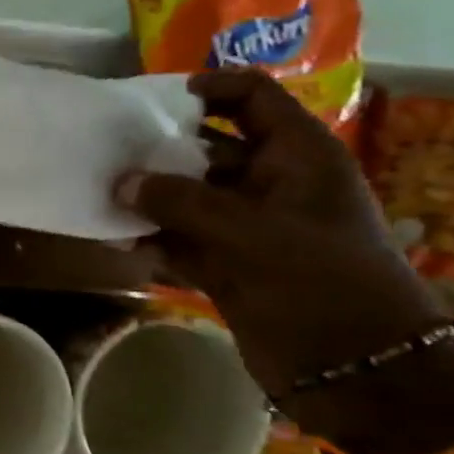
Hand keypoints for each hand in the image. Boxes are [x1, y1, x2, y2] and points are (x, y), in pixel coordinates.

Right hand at [117, 70, 447, 398]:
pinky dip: (152, 239)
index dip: (208, 89)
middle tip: (108, 151)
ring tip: (101, 195)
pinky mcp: (228, 265)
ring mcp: (248, 227)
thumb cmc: (319, 281)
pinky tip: (116, 239)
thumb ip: (181, 203)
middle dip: (161, 149)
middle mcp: (271, 183)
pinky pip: (180, 240)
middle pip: (208, 148)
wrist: (353, 364)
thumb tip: (121, 182)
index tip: (153, 98)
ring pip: (188, 198)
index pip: (252, 99)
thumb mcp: (251, 233)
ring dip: (149, 198)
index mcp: (297, 156)